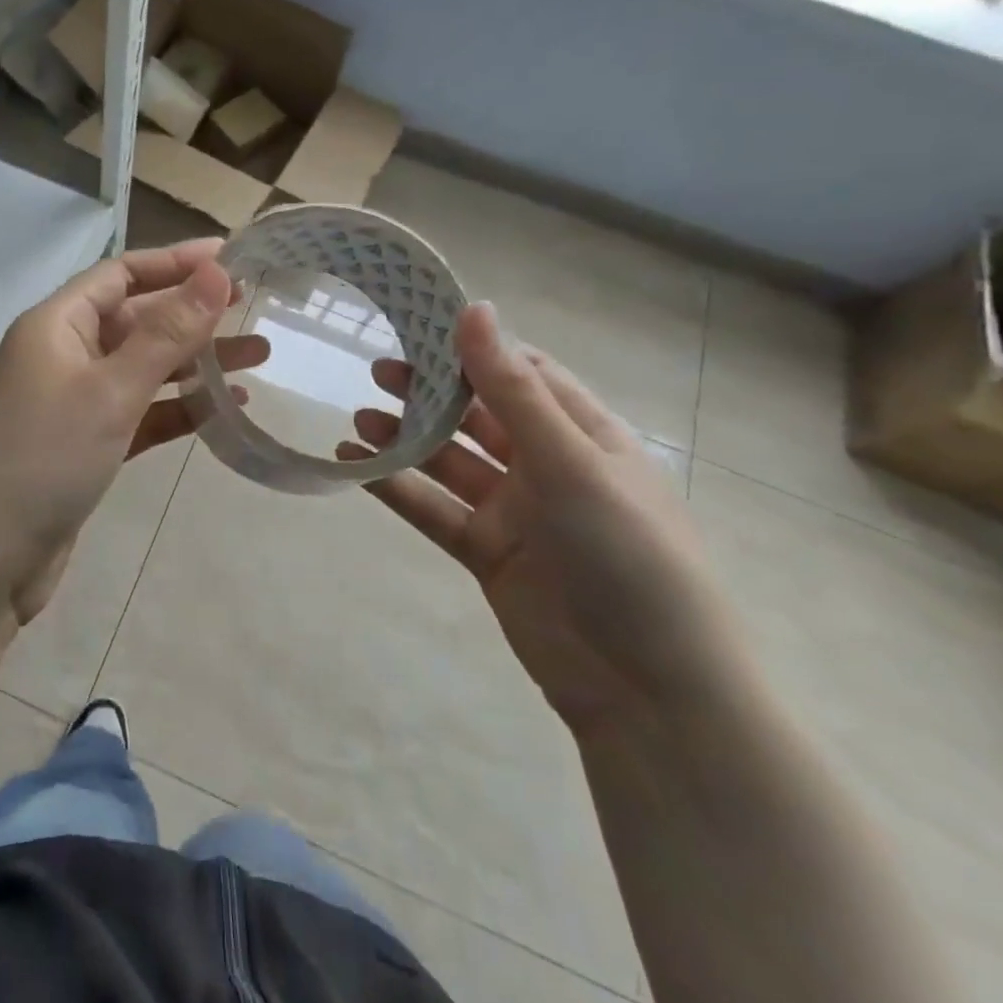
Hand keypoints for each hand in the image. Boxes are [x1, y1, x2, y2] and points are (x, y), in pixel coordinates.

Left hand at [0, 239, 266, 628]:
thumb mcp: (110, 390)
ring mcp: (73, 404)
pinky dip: (178, 410)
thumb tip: (215, 270)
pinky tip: (225, 410)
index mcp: (56, 325)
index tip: (231, 258)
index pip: (120, 274)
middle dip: (194, 315)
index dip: (175, 262)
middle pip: (136, 319)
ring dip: (195, 363)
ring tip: (259, 357)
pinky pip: (140, 414)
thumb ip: (166, 333)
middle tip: (255, 310)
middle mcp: (63, 355)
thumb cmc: (40, 459)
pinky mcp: (85, 448)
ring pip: (143, 369)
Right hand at [341, 302, 747, 739]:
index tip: (421, 323)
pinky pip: (432, 508)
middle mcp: (548, 466)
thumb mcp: (571, 463)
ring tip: (358, 419)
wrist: (647, 692)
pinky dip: (395, 486)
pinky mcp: (485, 552)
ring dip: (406, 438)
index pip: (524, 373)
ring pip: (448, 461)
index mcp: (586, 435)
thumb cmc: (627, 557)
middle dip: (431, 391)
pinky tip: (354, 466)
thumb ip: (513, 391)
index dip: (475, 347)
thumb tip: (476, 309)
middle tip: (376, 370)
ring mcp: (515, 511)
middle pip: (479, 414)